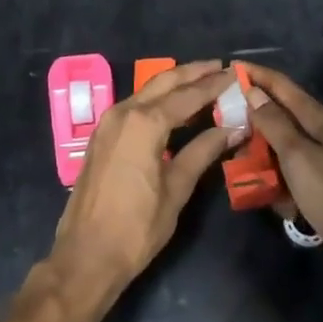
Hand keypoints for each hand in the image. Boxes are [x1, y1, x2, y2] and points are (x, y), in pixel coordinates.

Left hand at [50, 61, 239, 292]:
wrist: (87, 254)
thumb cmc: (137, 227)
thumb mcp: (176, 189)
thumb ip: (202, 152)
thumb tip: (231, 128)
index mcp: (144, 123)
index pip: (187, 95)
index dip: (213, 85)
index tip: (235, 74)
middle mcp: (123, 112)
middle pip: (163, 83)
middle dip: (192, 73)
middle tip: (220, 67)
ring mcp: (108, 122)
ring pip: (147, 92)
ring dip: (174, 85)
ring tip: (203, 82)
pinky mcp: (102, 136)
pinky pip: (134, 107)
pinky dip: (157, 101)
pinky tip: (175, 109)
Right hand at [240, 63, 322, 268]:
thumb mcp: (298, 157)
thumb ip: (274, 123)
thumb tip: (252, 91)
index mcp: (314, 116)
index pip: (278, 83)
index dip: (252, 74)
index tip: (224, 70)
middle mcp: (319, 129)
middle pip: (276, 115)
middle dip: (251, 123)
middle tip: (225, 134)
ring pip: (281, 146)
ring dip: (263, 158)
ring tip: (246, 174)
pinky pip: (292, 172)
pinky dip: (281, 183)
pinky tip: (279, 203)